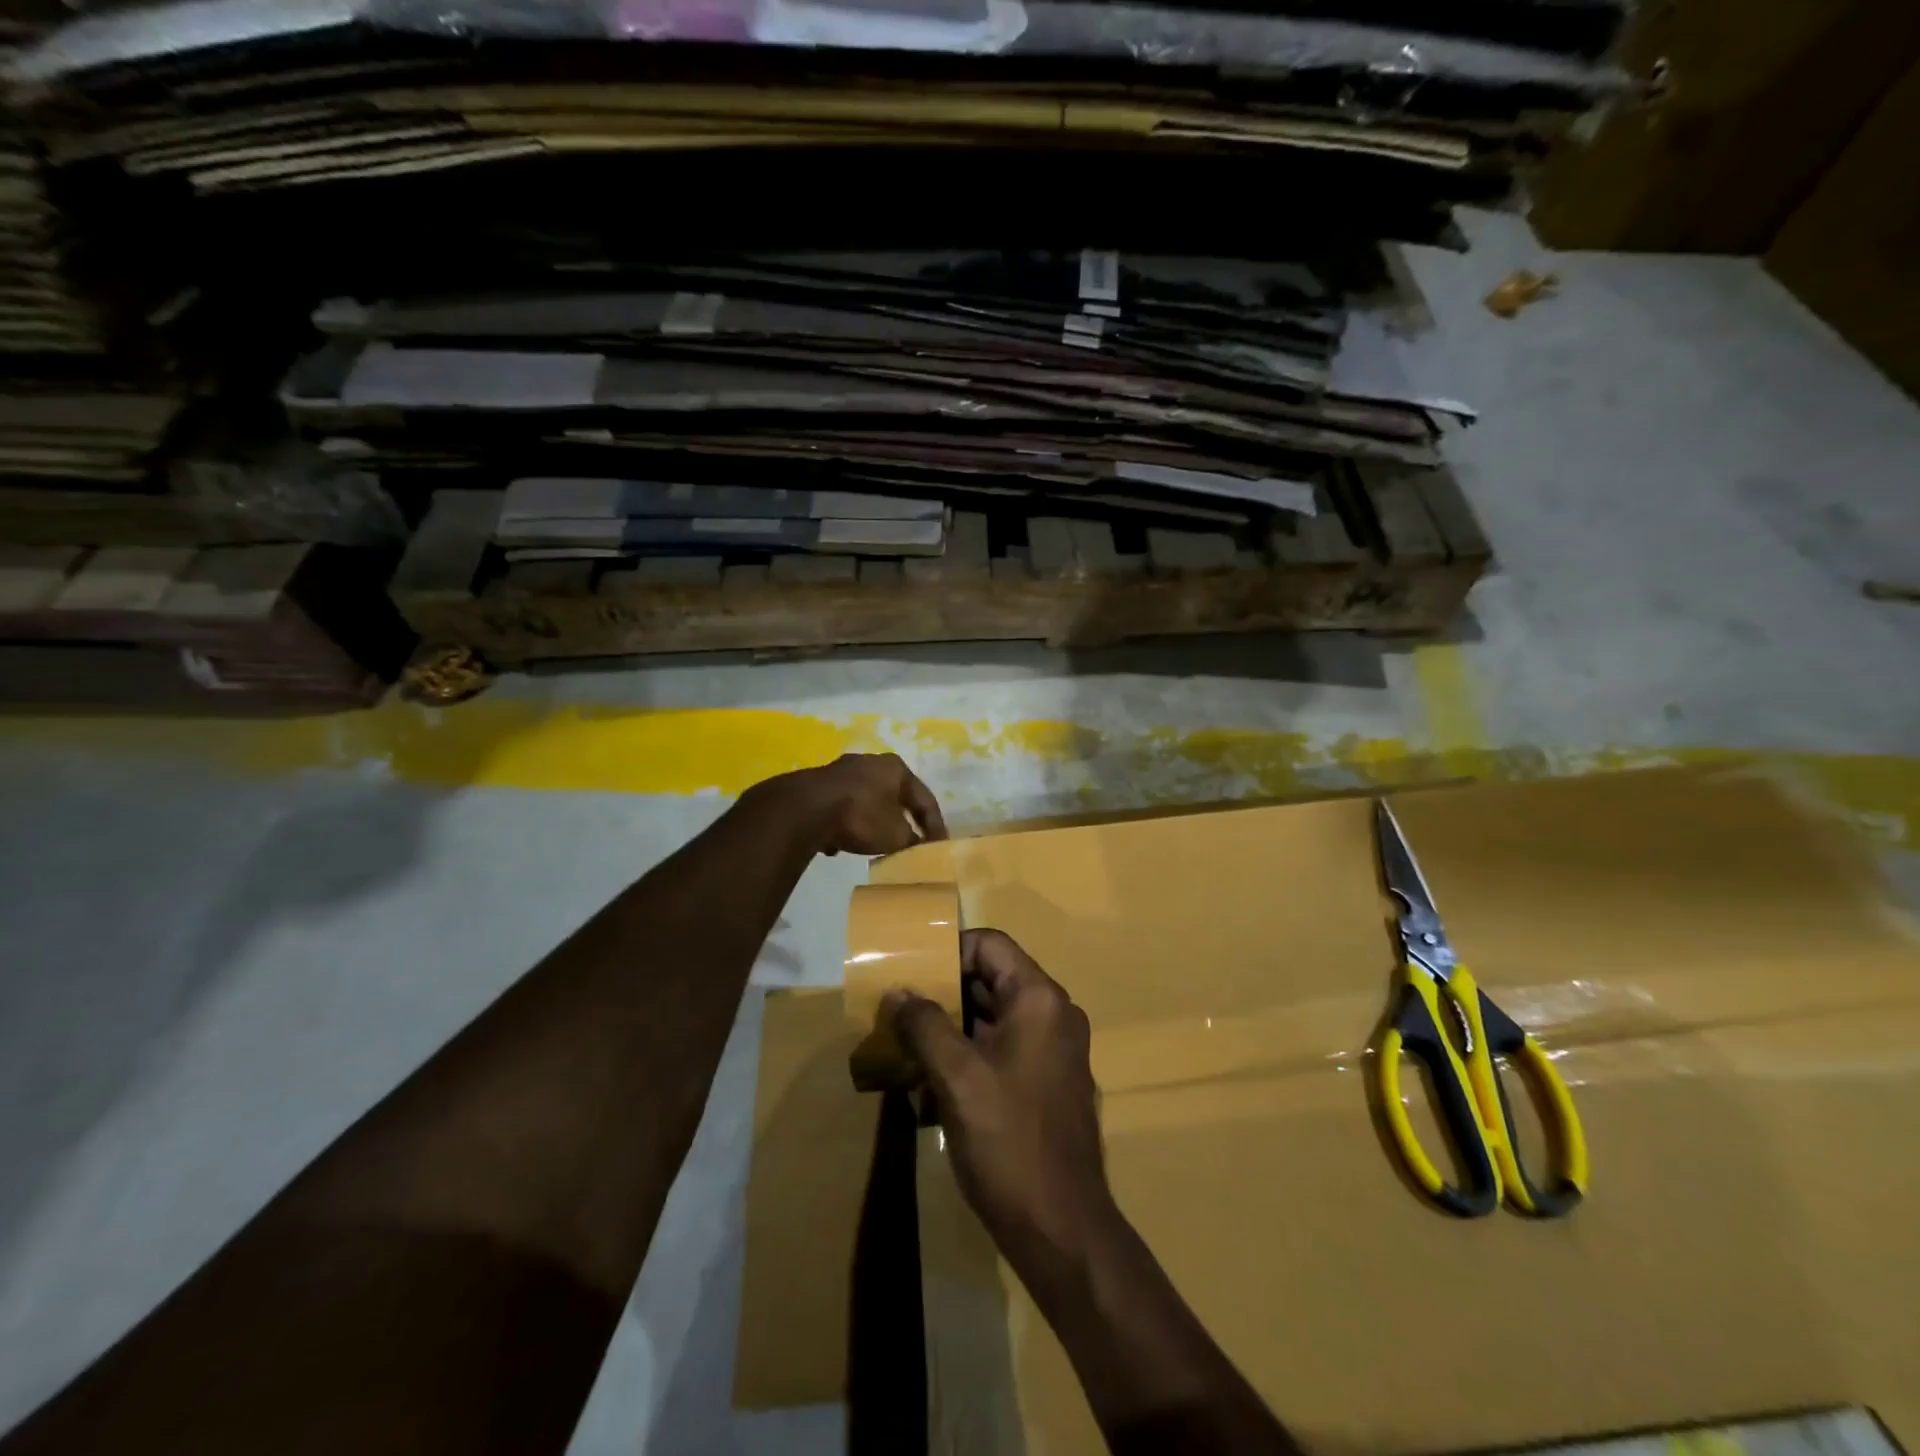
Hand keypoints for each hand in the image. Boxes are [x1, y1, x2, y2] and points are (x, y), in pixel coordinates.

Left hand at [782, 752, 947, 854]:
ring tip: (876, 843)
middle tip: (911, 841)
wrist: (806, 808)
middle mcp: (871, 761)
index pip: (925, 799)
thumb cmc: (861, 816)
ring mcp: (842, 769)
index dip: (935, 825)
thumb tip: (915, 843)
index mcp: (897, 768)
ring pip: (867, 799)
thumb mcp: (895, 835)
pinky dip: (847, 822)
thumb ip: (911, 839)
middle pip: (895, 796)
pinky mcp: (819, 783)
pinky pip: (843, 806)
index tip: (939, 846)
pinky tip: (842, 841)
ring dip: (873, 821)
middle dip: (903, 819)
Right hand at [886, 929, 1117, 1281]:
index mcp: (1039, 999)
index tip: (909, 972)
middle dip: (944, 990)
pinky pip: (1004, 1046)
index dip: (948, 950)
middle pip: (992, 977)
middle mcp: (1053, 1013)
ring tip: (907, 1040)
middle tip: (899, 1006)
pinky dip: (970, 1051)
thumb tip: (897, 992)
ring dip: (953, 1024)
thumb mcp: (957, 1078)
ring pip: (995, 1015)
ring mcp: (1055, 1049)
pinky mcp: (1048, 1080)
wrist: (1062, 1227)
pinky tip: (933, 1077)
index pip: (990, 944)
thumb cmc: (1009, 1142)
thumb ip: (924, 1025)